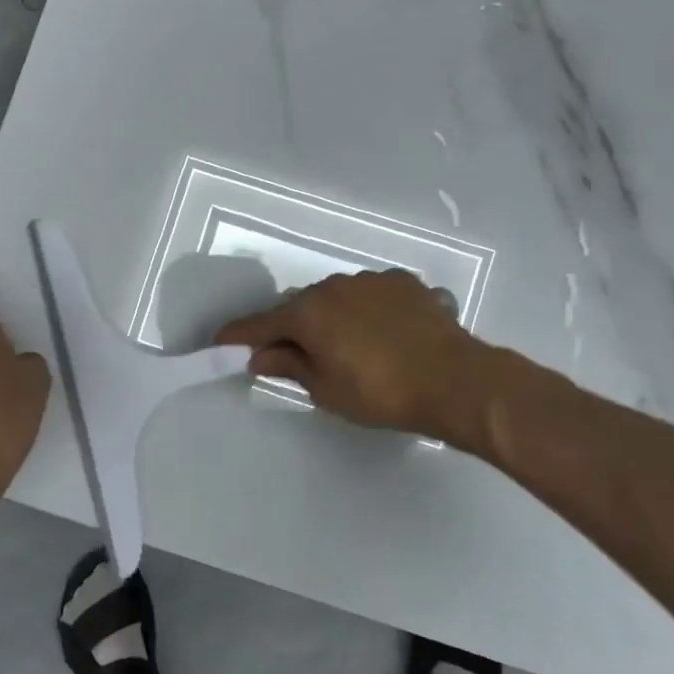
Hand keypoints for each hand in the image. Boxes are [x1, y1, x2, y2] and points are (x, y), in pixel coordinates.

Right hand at [215, 270, 491, 446]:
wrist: (455, 380)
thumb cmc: (381, 392)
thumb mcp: (327, 389)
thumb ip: (290, 367)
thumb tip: (260, 356)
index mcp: (309, 312)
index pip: (261, 324)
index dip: (237, 335)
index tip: (219, 341)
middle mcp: (335, 286)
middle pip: (300, 307)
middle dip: (291, 329)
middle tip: (294, 356)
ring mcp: (372, 280)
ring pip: (337, 297)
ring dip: (331, 317)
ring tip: (348, 346)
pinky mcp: (404, 282)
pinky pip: (371, 295)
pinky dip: (366, 311)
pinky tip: (383, 333)